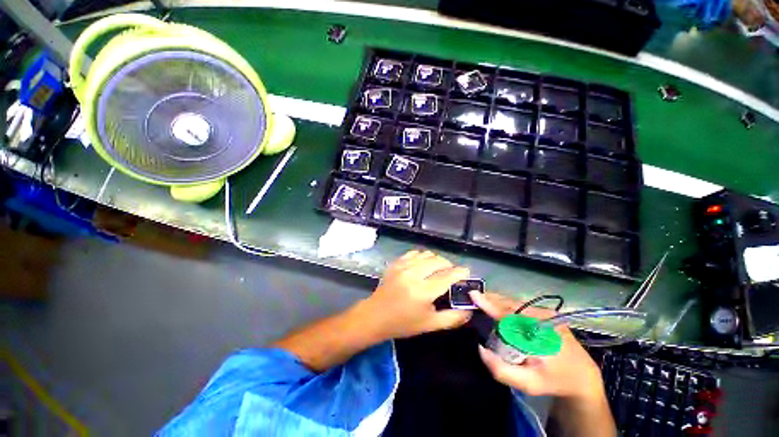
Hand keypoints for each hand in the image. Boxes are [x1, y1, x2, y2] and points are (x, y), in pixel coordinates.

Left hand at [358, 250, 470, 341]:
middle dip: (449, 265)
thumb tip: (470, 309)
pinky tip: (423, 265)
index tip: (467, 273)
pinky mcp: (396, 263)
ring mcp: (403, 266)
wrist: (375, 316)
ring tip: (438, 269)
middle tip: (452, 274)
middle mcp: (414, 274)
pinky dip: (423, 257)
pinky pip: (414, 253)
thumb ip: (453, 318)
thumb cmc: (403, 323)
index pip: (448, 275)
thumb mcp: (430, 325)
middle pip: (438, 261)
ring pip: (427, 254)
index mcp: (423, 291)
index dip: (460, 272)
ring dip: (436, 260)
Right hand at [471, 292, 605, 400]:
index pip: (509, 316)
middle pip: (510, 304)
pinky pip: (520, 304)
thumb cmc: (554, 381)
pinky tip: (498, 306)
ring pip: (514, 302)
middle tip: (474, 298)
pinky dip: (505, 304)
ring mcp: (546, 312)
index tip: (473, 295)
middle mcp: (544, 317)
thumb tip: (480, 348)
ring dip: (497, 301)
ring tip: (483, 301)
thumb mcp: (528, 384)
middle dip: (491, 299)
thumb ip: (501, 370)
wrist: (582, 376)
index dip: (490, 305)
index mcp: (540, 334)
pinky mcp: (546, 311)